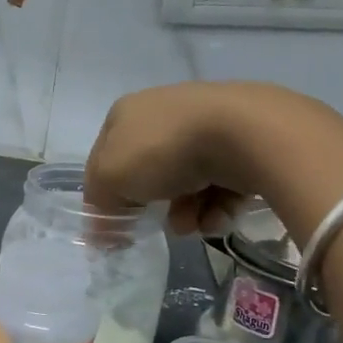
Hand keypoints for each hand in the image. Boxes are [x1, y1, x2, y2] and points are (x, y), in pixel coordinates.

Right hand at [84, 82, 279, 233]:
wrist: (243, 134)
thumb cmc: (163, 150)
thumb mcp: (111, 178)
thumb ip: (99, 203)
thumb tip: (101, 231)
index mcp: (127, 113)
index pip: (105, 158)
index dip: (106, 194)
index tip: (116, 225)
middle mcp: (164, 112)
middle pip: (149, 173)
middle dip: (154, 206)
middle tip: (158, 225)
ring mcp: (206, 124)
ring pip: (187, 182)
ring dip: (187, 212)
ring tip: (195, 225)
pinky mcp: (243, 142)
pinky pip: (222, 183)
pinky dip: (218, 205)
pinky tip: (220, 215)